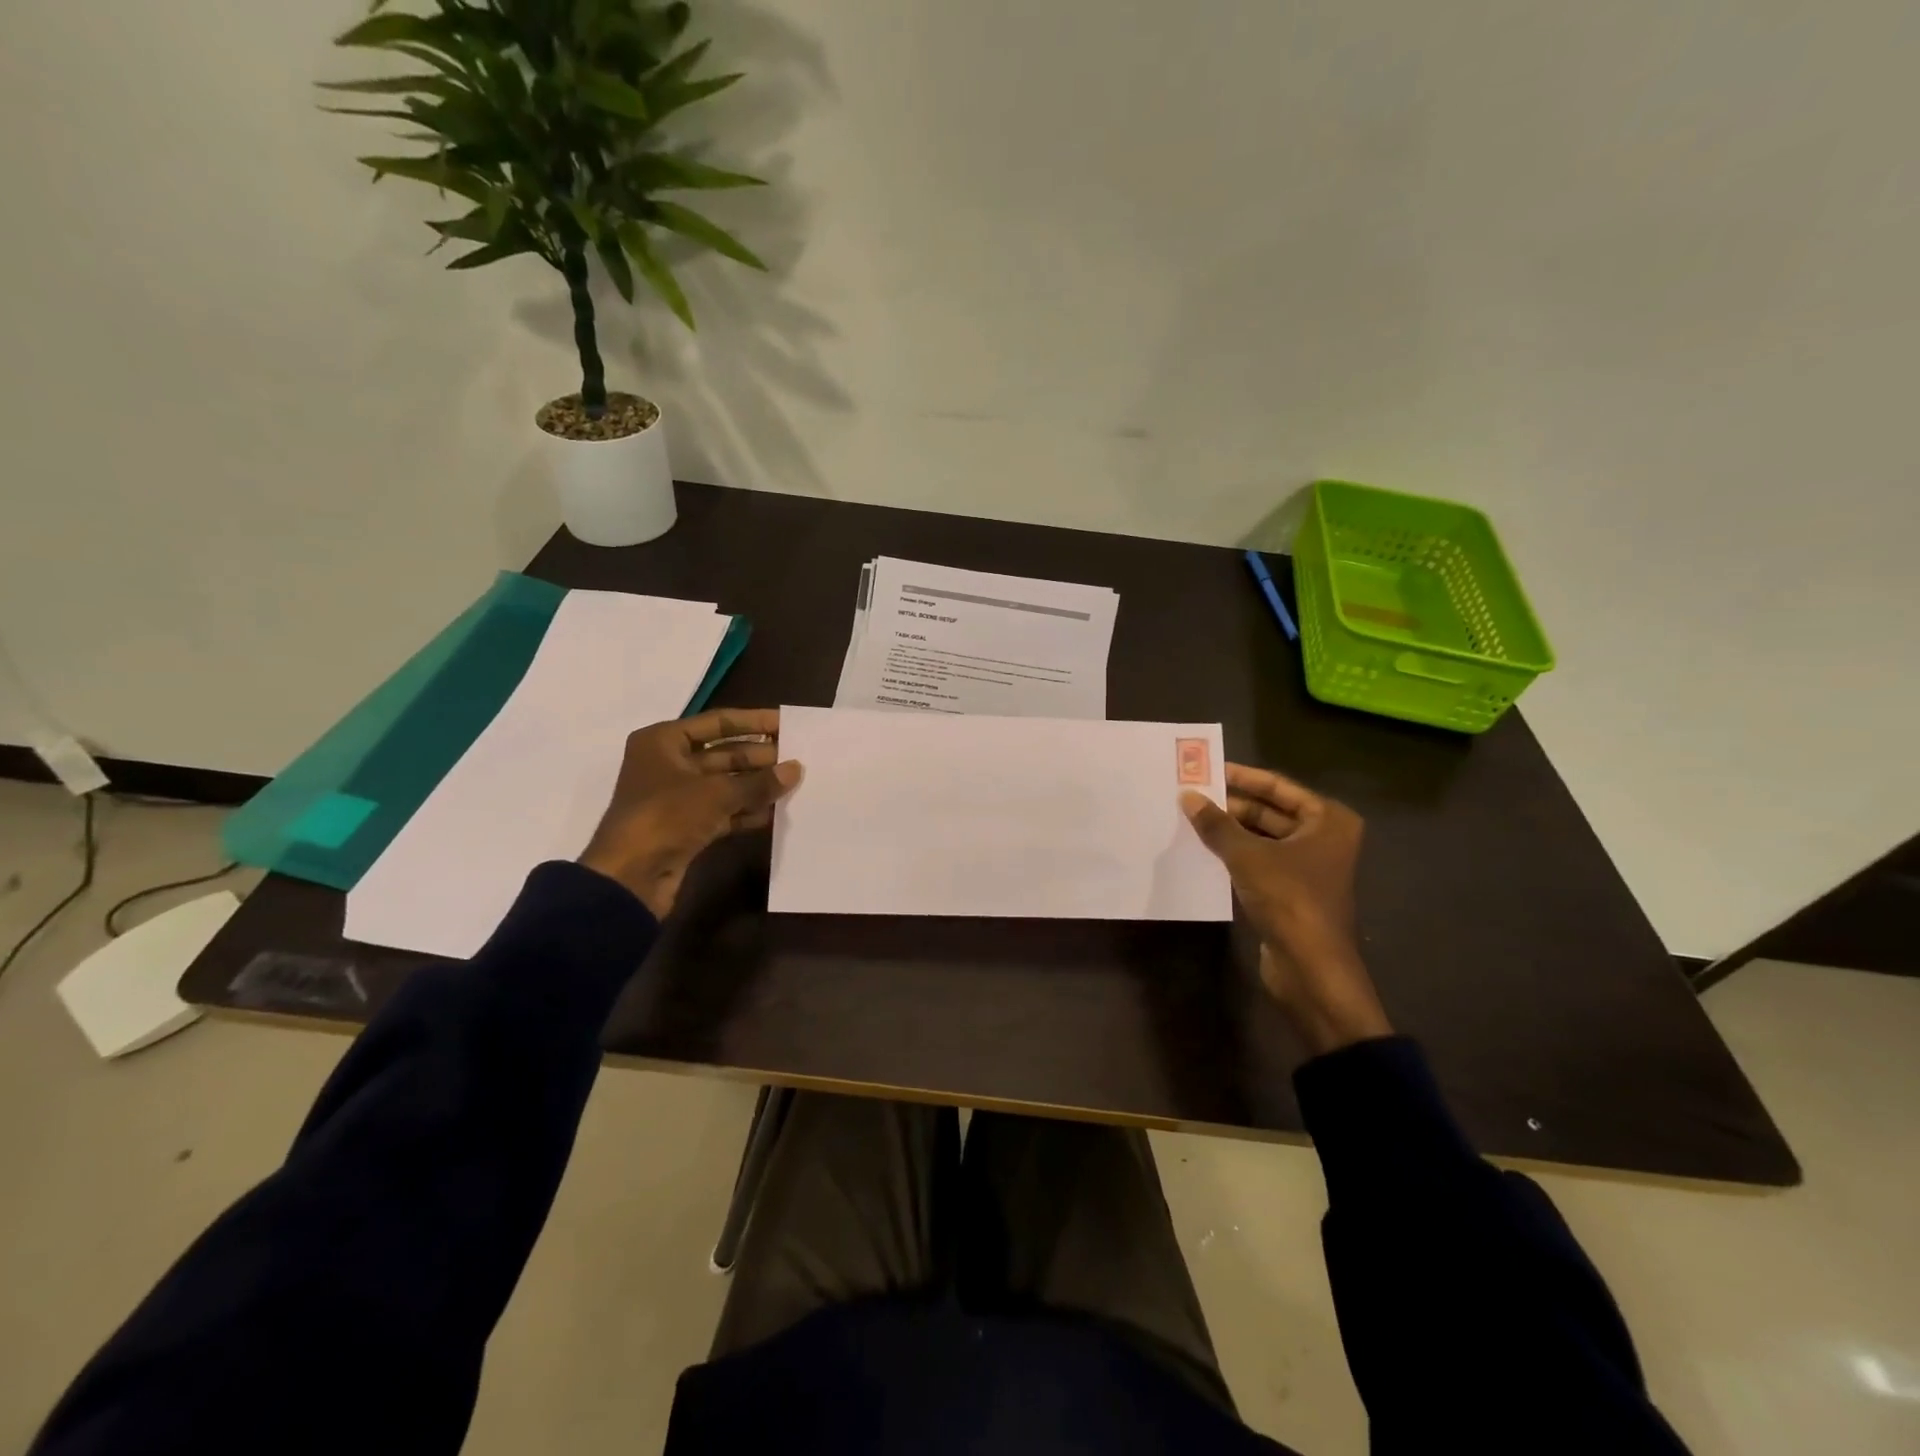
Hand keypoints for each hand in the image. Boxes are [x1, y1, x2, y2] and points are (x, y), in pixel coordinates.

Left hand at [578, 708, 801, 918]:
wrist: (629, 877)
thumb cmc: (666, 817)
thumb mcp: (717, 793)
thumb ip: (759, 782)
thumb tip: (796, 769)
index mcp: (663, 741)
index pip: (718, 723)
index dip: (754, 722)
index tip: (787, 723)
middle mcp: (668, 764)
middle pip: (723, 754)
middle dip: (760, 757)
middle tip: (799, 758)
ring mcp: (676, 798)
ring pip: (725, 784)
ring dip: (757, 785)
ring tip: (794, 784)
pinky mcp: (685, 827)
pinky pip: (723, 811)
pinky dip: (746, 811)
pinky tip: (775, 812)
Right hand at [1181, 764, 1391, 1056]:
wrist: (1311, 968)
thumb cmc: (1289, 899)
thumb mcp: (1247, 855)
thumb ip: (1216, 824)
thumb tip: (1186, 796)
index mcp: (1327, 820)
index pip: (1278, 786)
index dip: (1242, 776)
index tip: (1207, 768)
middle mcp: (1323, 837)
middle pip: (1270, 811)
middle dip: (1231, 804)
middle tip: (1191, 794)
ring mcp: (1308, 866)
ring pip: (1262, 837)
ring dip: (1230, 830)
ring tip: (1190, 818)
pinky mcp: (1291, 890)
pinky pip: (1259, 860)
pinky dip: (1235, 853)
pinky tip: (1203, 849)